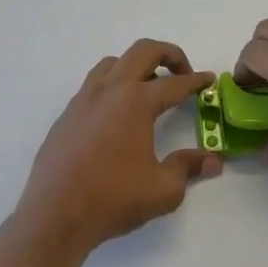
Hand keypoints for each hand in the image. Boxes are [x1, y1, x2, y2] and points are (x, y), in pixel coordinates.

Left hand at [15, 40, 222, 253]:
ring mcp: (83, 100)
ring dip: (137, 66)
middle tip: (183, 74)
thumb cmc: (113, 199)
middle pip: (142, 51)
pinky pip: (94, 85)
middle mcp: (108, 90)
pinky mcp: (66, 115)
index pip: (174, 83)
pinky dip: (113, 85)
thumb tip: (213, 160)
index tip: (209, 80)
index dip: (196, 81)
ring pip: (113, 63)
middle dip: (169, 55)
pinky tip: (118, 114)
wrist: (55, 215)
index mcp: (135, 102)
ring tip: (149, 89)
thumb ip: (188, 167)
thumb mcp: (163, 189)